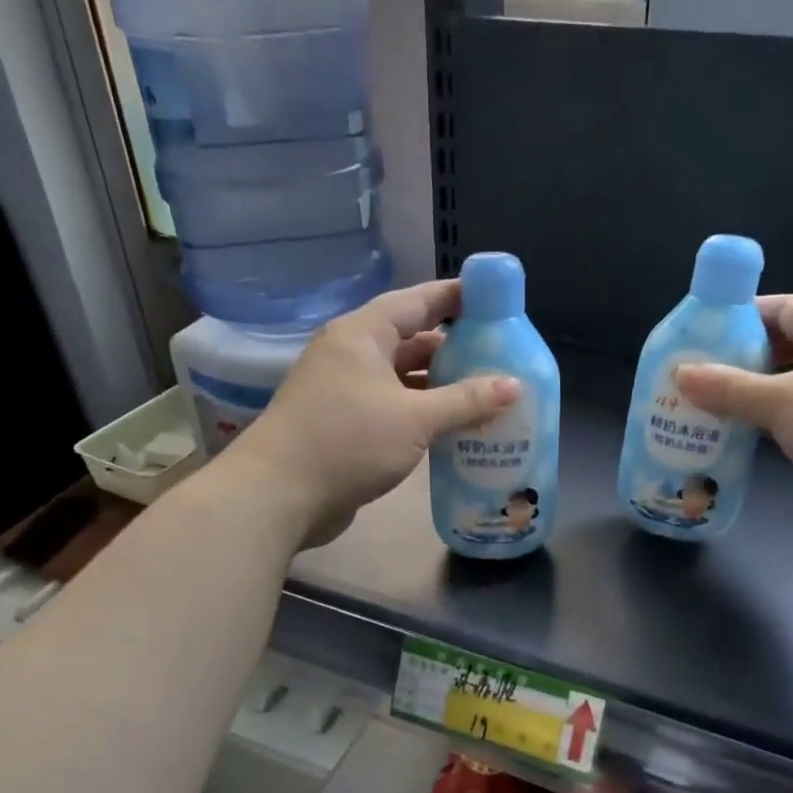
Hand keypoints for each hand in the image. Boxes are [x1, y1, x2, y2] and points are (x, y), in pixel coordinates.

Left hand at [230, 280, 519, 546]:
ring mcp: (342, 391)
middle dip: (451, 347)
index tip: (491, 299)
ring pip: (399, 377)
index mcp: (362, 335)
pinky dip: (419, 412)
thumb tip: (514, 385)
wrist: (278, 495)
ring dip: (437, 385)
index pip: (416, 301)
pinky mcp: (341, 425)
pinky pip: (390, 407)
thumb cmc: (347, 442)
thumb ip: (466, 401)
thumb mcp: (415, 419)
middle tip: (496, 355)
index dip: (454, 297)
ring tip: (482, 393)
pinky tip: (449, 427)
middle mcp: (350, 354)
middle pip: (409, 339)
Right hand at [675, 296, 792, 545]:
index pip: (780, 308)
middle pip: (781, 349)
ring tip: (699, 412)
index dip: (736, 319)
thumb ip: (730, 388)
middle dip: (735, 364)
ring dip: (749, 400)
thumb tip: (680, 373)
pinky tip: (735, 441)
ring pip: (788, 388)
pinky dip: (769, 427)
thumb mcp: (786, 402)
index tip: (693, 340)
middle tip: (687, 383)